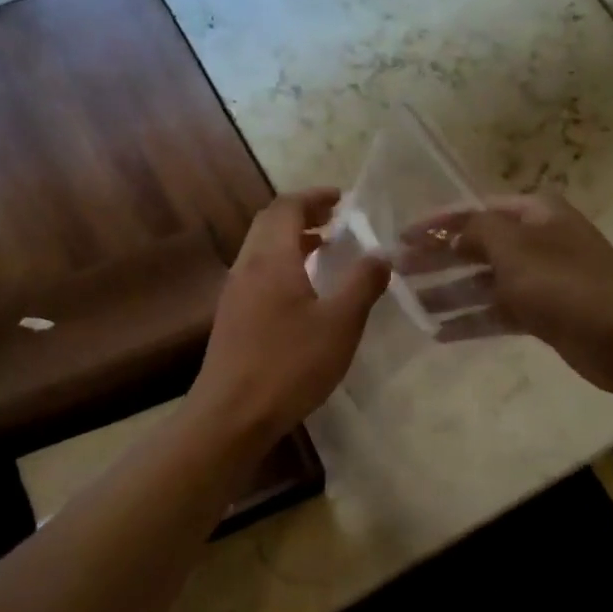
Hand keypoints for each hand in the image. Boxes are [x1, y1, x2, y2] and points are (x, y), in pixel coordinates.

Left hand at [191, 189, 389, 442]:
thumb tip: (380, 254)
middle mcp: (247, 267)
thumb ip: (363, 284)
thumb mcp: (340, 324)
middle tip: (335, 220)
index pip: (286, 207)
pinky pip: (258, 274)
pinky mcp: (231, 318)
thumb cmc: (290, 364)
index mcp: (271, 258)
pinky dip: (283, 266)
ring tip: (325, 250)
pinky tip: (303, 292)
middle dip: (302, 214)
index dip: (314, 197)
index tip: (341, 198)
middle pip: (269, 224)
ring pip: (261, 250)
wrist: (232, 414)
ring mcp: (234, 294)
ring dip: (292, 241)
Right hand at [403, 193, 612, 399]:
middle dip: (438, 259)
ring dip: (449, 292)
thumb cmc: (567, 285)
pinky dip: (472, 320)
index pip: (474, 210)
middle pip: (476, 246)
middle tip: (398, 272)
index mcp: (535, 213)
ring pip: (485, 282)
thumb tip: (450, 232)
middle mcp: (537, 240)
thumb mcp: (515, 249)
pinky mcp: (543, 313)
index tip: (400, 238)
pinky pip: (498, 312)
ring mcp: (541, 279)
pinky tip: (440, 333)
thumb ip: (476, 232)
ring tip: (411, 305)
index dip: (435, 223)